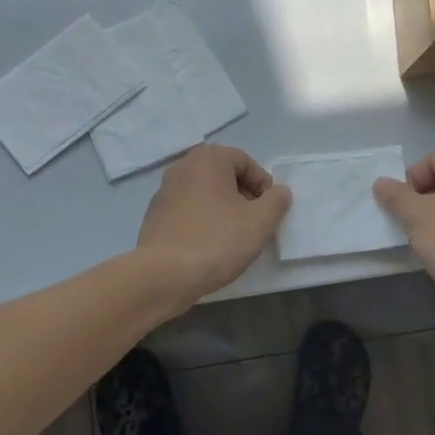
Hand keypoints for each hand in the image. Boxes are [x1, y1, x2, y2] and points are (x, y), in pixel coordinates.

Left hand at [136, 144, 291, 307]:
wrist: (164, 274)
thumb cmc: (216, 241)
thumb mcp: (259, 222)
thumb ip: (276, 201)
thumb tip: (280, 191)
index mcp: (209, 159)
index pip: (246, 162)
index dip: (263, 186)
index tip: (268, 212)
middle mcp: (183, 166)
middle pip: (223, 174)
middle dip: (243, 195)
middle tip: (253, 222)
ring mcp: (165, 189)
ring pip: (204, 192)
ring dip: (222, 207)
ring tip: (232, 235)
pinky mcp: (155, 213)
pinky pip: (187, 208)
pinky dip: (201, 219)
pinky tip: (208, 244)